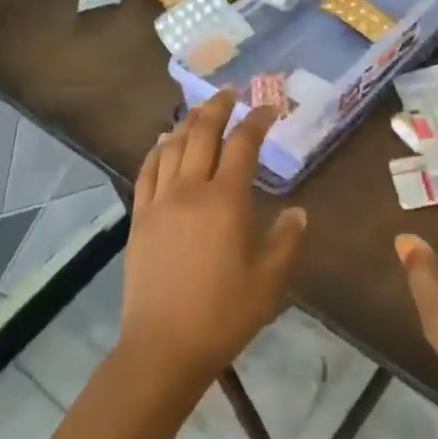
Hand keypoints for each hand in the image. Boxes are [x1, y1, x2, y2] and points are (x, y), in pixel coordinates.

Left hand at [119, 90, 307, 391]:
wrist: (163, 346)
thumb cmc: (223, 315)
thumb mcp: (269, 284)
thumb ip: (286, 243)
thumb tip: (298, 212)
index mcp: (226, 201)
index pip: (242, 145)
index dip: (256, 121)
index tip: (268, 108)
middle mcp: (190, 189)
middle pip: (203, 133)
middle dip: (218, 107)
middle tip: (231, 92)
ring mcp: (160, 201)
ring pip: (173, 146)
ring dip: (188, 121)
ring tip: (200, 110)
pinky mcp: (139, 217)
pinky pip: (147, 170)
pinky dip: (157, 149)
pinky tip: (163, 142)